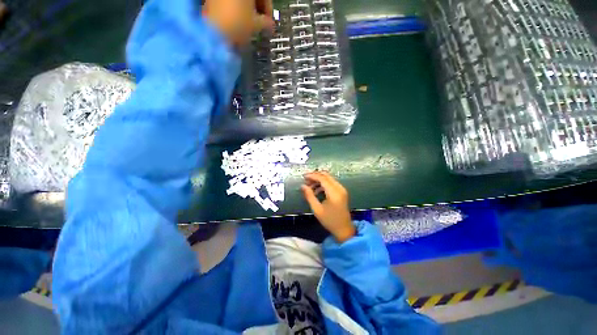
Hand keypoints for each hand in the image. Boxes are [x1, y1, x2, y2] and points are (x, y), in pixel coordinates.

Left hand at [203, 0, 273, 46]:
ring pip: (240, 1)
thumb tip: (270, 25)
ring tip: (247, 26)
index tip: (269, 23)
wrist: (213, 31)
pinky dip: (235, 11)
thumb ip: (266, 23)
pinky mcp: (213, 0)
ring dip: (245, 11)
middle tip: (259, 24)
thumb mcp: (255, 25)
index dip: (269, 10)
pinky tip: (236, 23)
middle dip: (256, 10)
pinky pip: (229, 4)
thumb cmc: (235, 24)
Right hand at [301, 171, 354, 242]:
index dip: (312, 176)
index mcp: (334, 193)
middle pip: (326, 176)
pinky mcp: (341, 191)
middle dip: (315, 176)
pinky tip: (316, 190)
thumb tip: (302, 186)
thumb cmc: (330, 221)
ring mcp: (342, 189)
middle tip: (306, 180)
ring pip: (329, 178)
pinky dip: (323, 184)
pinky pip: (331, 183)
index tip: (303, 176)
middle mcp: (339, 188)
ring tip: (309, 186)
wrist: (344, 229)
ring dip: (319, 180)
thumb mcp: (317, 209)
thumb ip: (309, 196)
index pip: (322, 178)